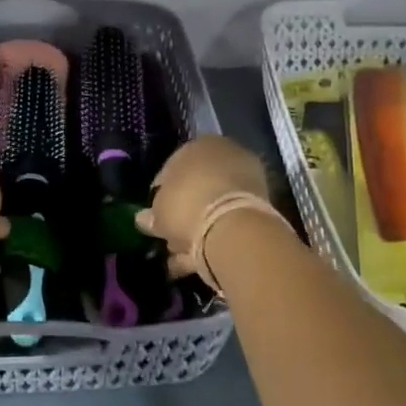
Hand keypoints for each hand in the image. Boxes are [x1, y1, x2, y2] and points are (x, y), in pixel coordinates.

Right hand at [136, 135, 271, 277]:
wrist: (234, 227)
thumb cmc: (187, 205)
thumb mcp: (158, 210)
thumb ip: (151, 214)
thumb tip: (144, 219)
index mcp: (200, 145)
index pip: (173, 166)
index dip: (160, 192)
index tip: (153, 214)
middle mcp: (226, 156)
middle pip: (196, 187)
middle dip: (181, 212)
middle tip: (167, 235)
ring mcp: (247, 181)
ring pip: (213, 207)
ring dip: (195, 229)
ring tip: (177, 255)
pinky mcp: (261, 209)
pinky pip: (227, 223)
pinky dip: (211, 239)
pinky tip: (194, 261)